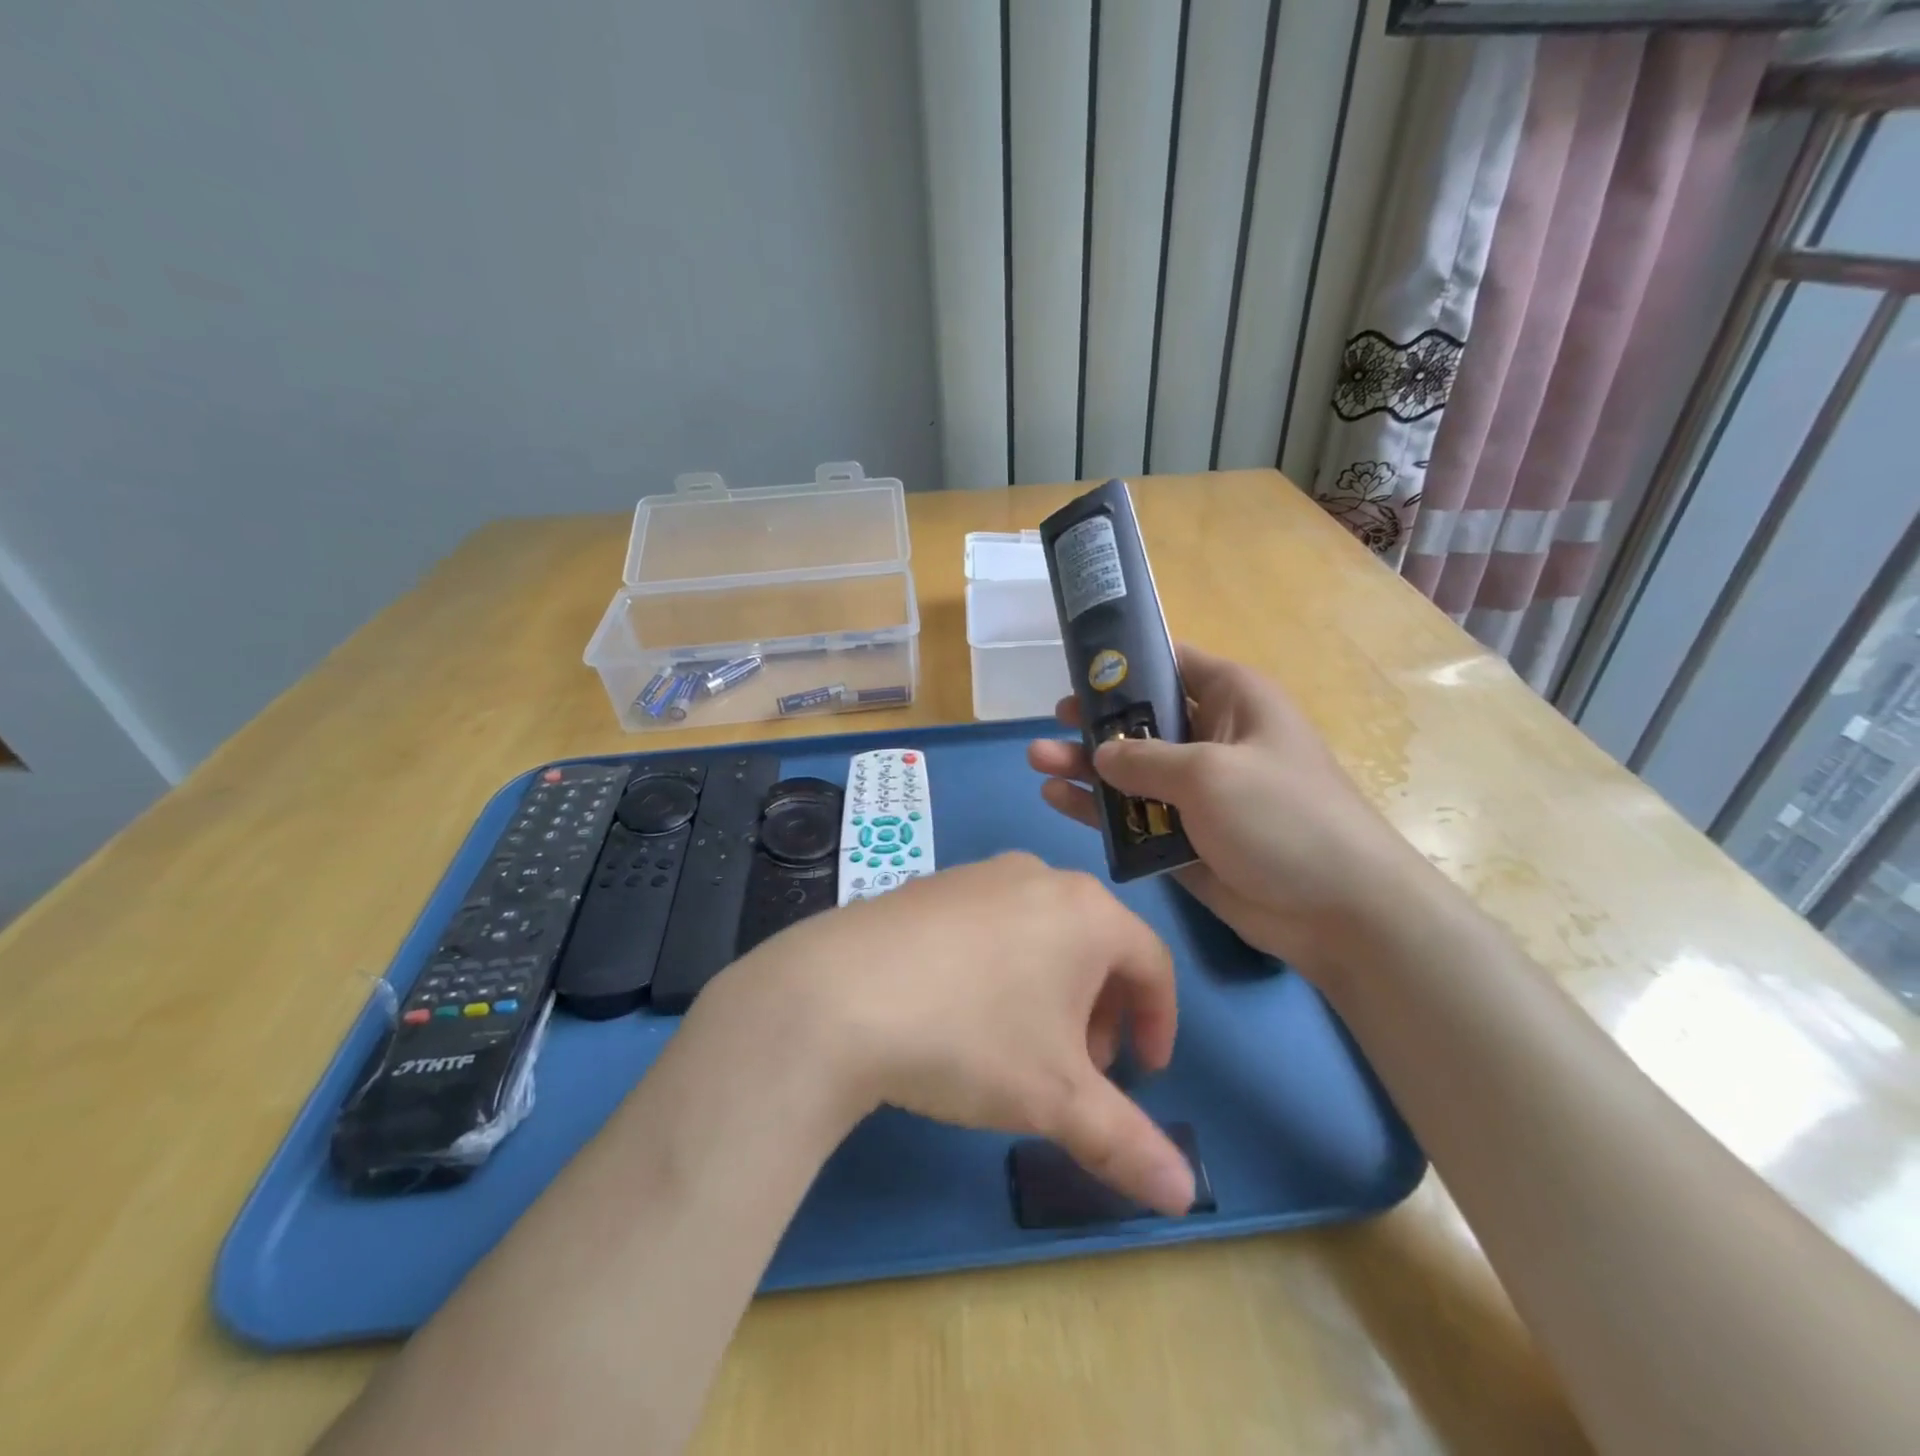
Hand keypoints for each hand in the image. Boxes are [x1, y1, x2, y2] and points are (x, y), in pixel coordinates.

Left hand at [708, 854, 1197, 1214]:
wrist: (835, 995)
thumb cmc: (969, 1036)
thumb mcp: (1054, 1098)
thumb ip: (1127, 1143)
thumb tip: (1185, 1195)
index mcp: (1085, 910)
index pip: (1152, 963)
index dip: (1158, 1022)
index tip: (1145, 1071)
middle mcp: (1036, 875)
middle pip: (1096, 945)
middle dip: (1101, 1010)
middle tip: (1082, 1067)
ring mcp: (977, 874)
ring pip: (1041, 932)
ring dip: (1051, 990)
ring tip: (1022, 1044)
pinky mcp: (929, 886)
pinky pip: (990, 924)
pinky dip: (1002, 966)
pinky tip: (963, 1010)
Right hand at [1027, 643, 1423, 969]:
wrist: (1338, 911)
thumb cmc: (1283, 817)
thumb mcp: (1210, 773)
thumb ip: (1145, 759)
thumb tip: (1102, 753)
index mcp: (1234, 701)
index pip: (1173, 664)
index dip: (1127, 662)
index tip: (1079, 668)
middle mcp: (1213, 740)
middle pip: (1144, 720)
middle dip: (1098, 721)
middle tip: (1054, 721)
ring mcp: (1197, 793)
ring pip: (1131, 771)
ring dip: (1087, 766)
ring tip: (1037, 760)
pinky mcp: (1184, 839)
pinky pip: (1133, 816)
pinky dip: (1098, 809)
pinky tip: (1056, 799)